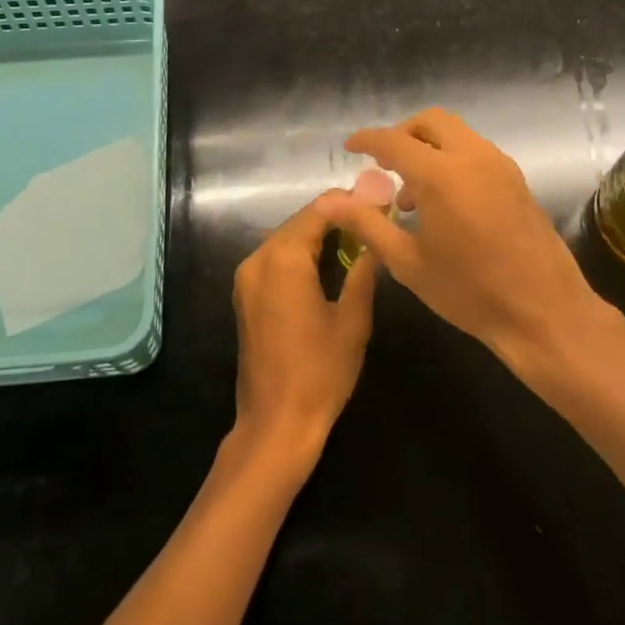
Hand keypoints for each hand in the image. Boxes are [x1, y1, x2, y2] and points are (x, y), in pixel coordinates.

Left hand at [230, 197, 378, 468]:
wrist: (275, 423)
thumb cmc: (320, 373)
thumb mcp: (352, 321)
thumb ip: (363, 272)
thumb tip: (376, 239)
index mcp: (283, 260)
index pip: (318, 212)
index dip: (349, 203)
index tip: (378, 201)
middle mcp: (258, 259)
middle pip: (299, 221)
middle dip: (334, 217)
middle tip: (372, 218)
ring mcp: (246, 276)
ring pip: (286, 237)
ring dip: (318, 233)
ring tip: (357, 237)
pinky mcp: (245, 293)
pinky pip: (275, 258)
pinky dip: (300, 252)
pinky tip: (328, 260)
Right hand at [316, 109, 597, 365]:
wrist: (544, 313)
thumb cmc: (470, 292)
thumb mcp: (408, 262)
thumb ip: (367, 223)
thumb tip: (327, 201)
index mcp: (442, 175)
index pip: (394, 141)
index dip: (367, 140)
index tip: (349, 147)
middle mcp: (473, 157)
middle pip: (431, 122)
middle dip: (402, 134)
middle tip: (383, 164)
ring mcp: (500, 166)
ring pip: (456, 134)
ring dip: (428, 147)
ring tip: (411, 195)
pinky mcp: (517, 180)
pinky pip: (476, 152)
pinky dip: (451, 159)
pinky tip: (444, 202)